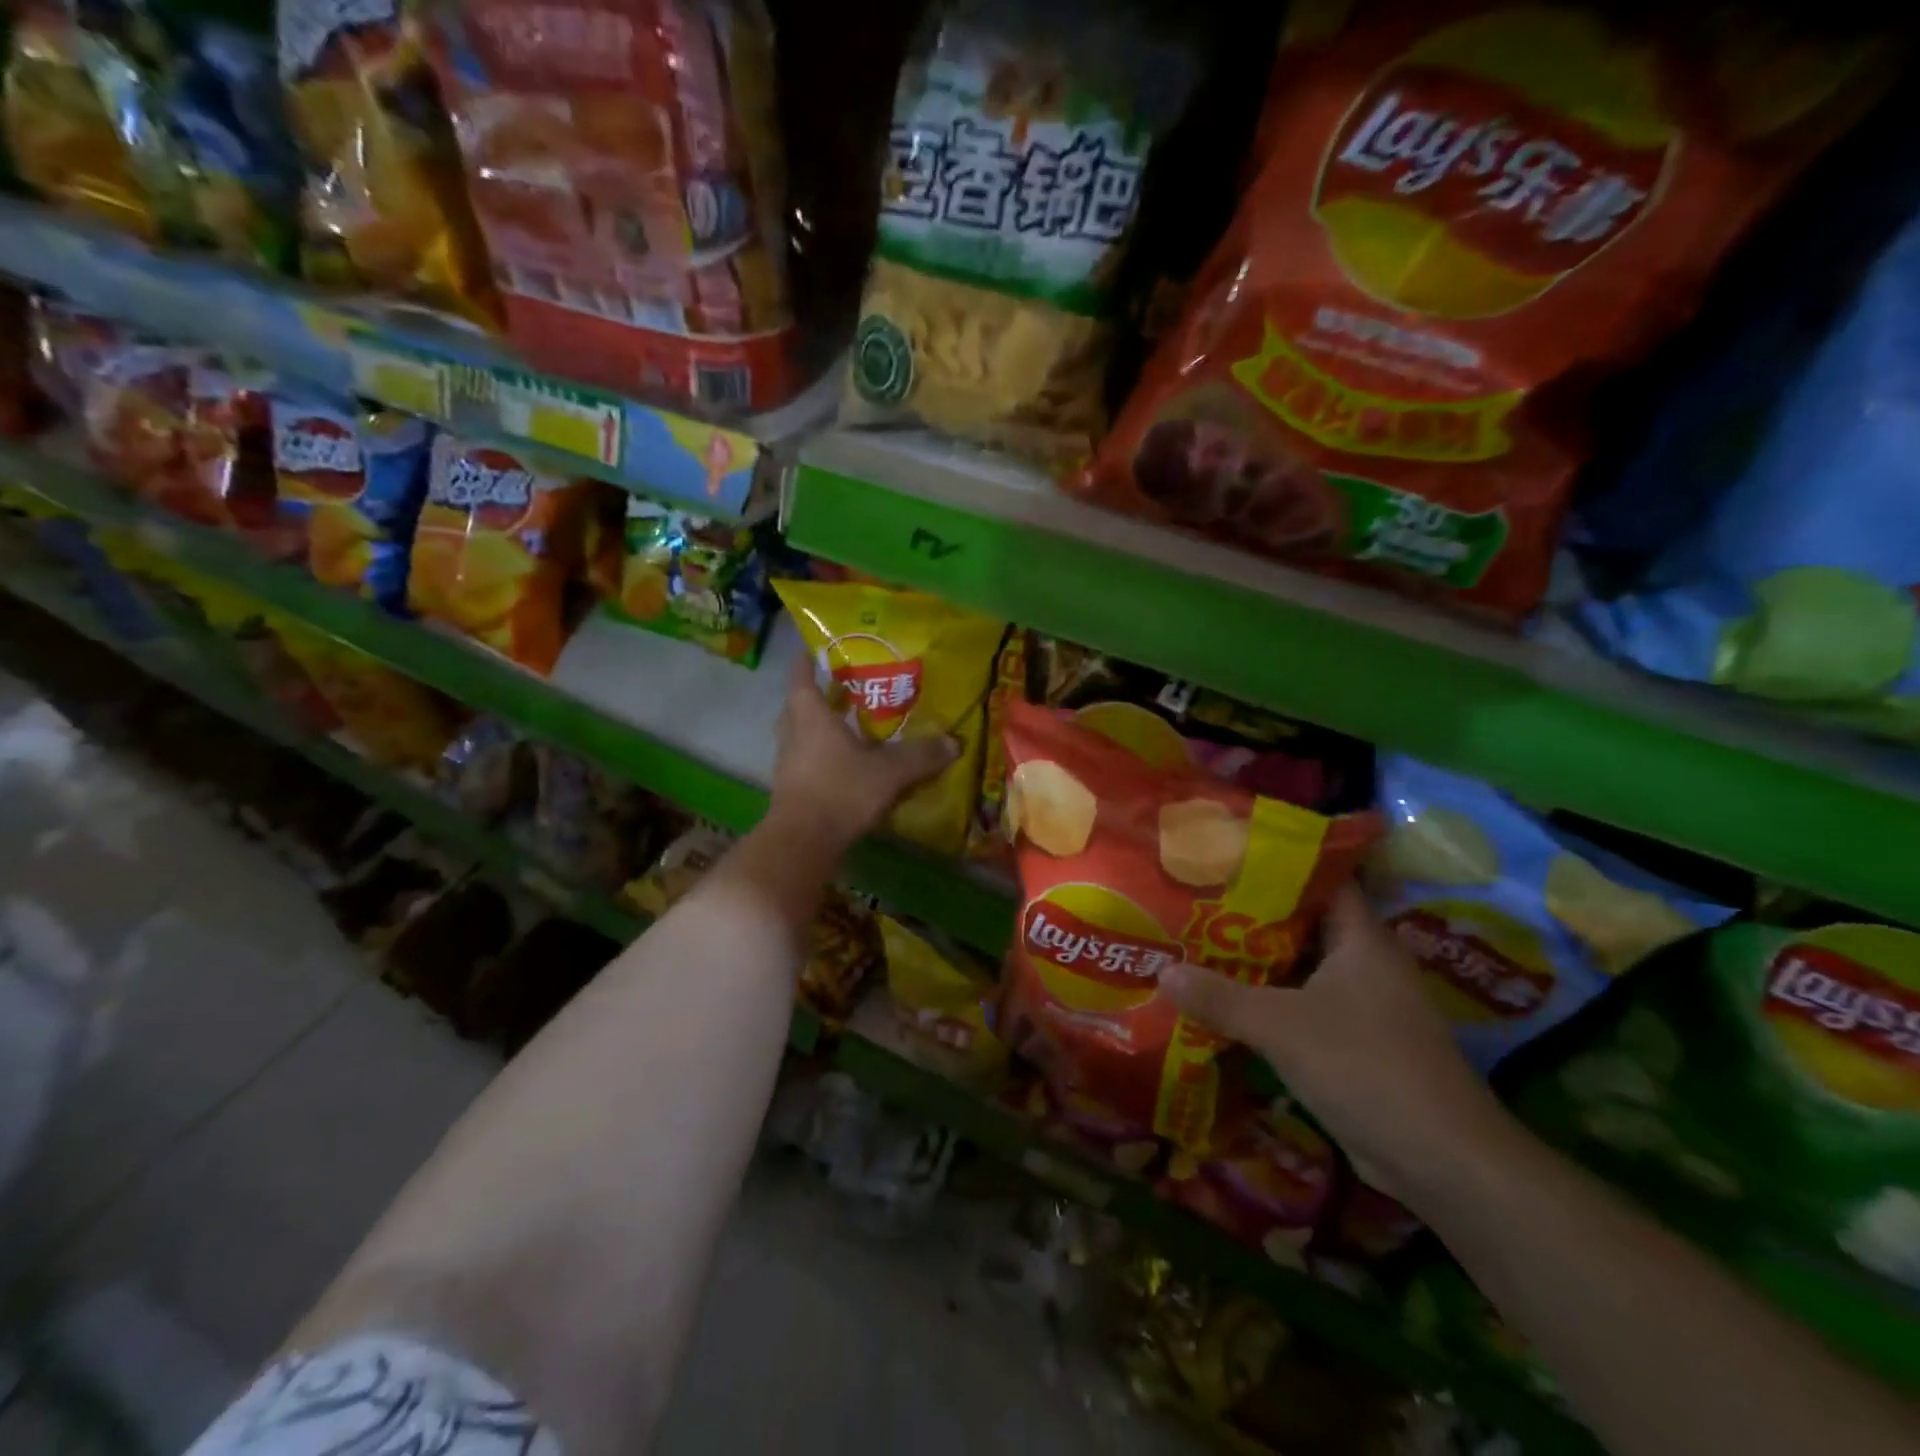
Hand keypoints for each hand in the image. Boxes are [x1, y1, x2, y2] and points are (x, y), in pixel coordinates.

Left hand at [766, 653, 956, 852]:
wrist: (802, 842)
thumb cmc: (841, 790)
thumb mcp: (890, 771)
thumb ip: (922, 755)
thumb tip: (955, 742)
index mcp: (810, 714)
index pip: (802, 673)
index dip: (810, 658)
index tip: (821, 648)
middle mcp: (793, 732)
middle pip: (799, 704)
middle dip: (820, 694)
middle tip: (846, 688)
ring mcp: (787, 761)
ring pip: (800, 733)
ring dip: (819, 727)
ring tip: (849, 724)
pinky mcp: (790, 787)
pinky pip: (805, 759)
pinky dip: (821, 755)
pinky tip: (846, 763)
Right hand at [1160, 886, 1509, 1199]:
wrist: (1443, 1162)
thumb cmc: (1366, 1068)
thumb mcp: (1282, 1027)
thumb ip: (1220, 998)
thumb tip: (1161, 972)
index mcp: (1362, 939)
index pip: (1321, 878)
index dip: (1277, 861)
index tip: (1227, 852)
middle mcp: (1365, 963)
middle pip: (1302, 923)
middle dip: (1251, 913)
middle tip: (1195, 898)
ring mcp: (1364, 1005)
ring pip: (1300, 968)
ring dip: (1256, 962)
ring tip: (1197, 943)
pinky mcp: (1357, 1043)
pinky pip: (1303, 1006)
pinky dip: (1269, 1002)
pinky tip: (1226, 1001)